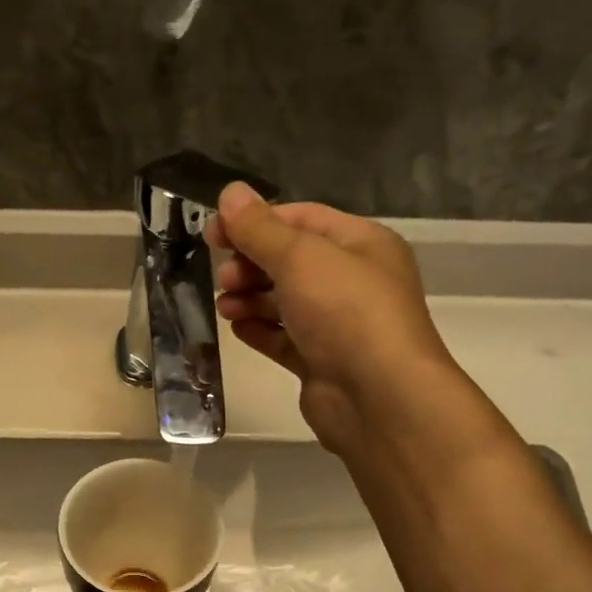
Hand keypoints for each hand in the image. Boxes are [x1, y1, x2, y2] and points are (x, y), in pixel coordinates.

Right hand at [207, 182, 453, 452]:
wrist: (378, 398)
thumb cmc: (345, 313)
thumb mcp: (300, 257)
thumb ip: (260, 228)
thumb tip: (229, 193)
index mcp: (361, 244)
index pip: (301, 219)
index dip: (255, 222)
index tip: (213, 233)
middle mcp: (353, 281)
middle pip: (291, 261)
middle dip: (251, 264)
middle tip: (223, 276)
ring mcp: (338, 325)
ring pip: (285, 302)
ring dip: (251, 298)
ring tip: (225, 306)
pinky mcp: (322, 362)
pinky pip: (285, 339)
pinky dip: (260, 331)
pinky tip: (238, 329)